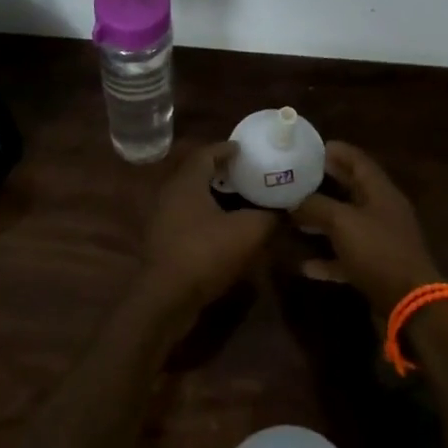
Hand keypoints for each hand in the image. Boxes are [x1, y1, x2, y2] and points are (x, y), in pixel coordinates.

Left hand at [141, 142, 278, 315]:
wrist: (167, 298)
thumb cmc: (205, 253)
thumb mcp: (249, 232)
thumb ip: (269, 216)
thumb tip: (284, 209)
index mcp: (187, 182)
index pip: (206, 153)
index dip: (227, 149)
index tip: (246, 150)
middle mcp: (171, 194)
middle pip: (198, 174)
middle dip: (223, 173)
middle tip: (248, 174)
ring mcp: (164, 219)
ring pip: (193, 198)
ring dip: (216, 197)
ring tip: (242, 201)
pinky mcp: (164, 242)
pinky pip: (189, 219)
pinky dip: (208, 217)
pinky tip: (227, 229)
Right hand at [289, 143, 441, 313]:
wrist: (409, 301)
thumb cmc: (377, 251)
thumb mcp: (342, 222)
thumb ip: (316, 206)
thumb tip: (294, 200)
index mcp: (380, 191)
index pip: (357, 160)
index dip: (335, 151)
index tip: (308, 147)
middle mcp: (382, 211)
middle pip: (351, 189)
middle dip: (324, 183)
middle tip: (295, 178)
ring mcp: (380, 240)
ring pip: (346, 223)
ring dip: (321, 220)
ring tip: (293, 215)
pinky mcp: (376, 267)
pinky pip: (346, 256)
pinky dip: (327, 258)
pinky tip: (304, 264)